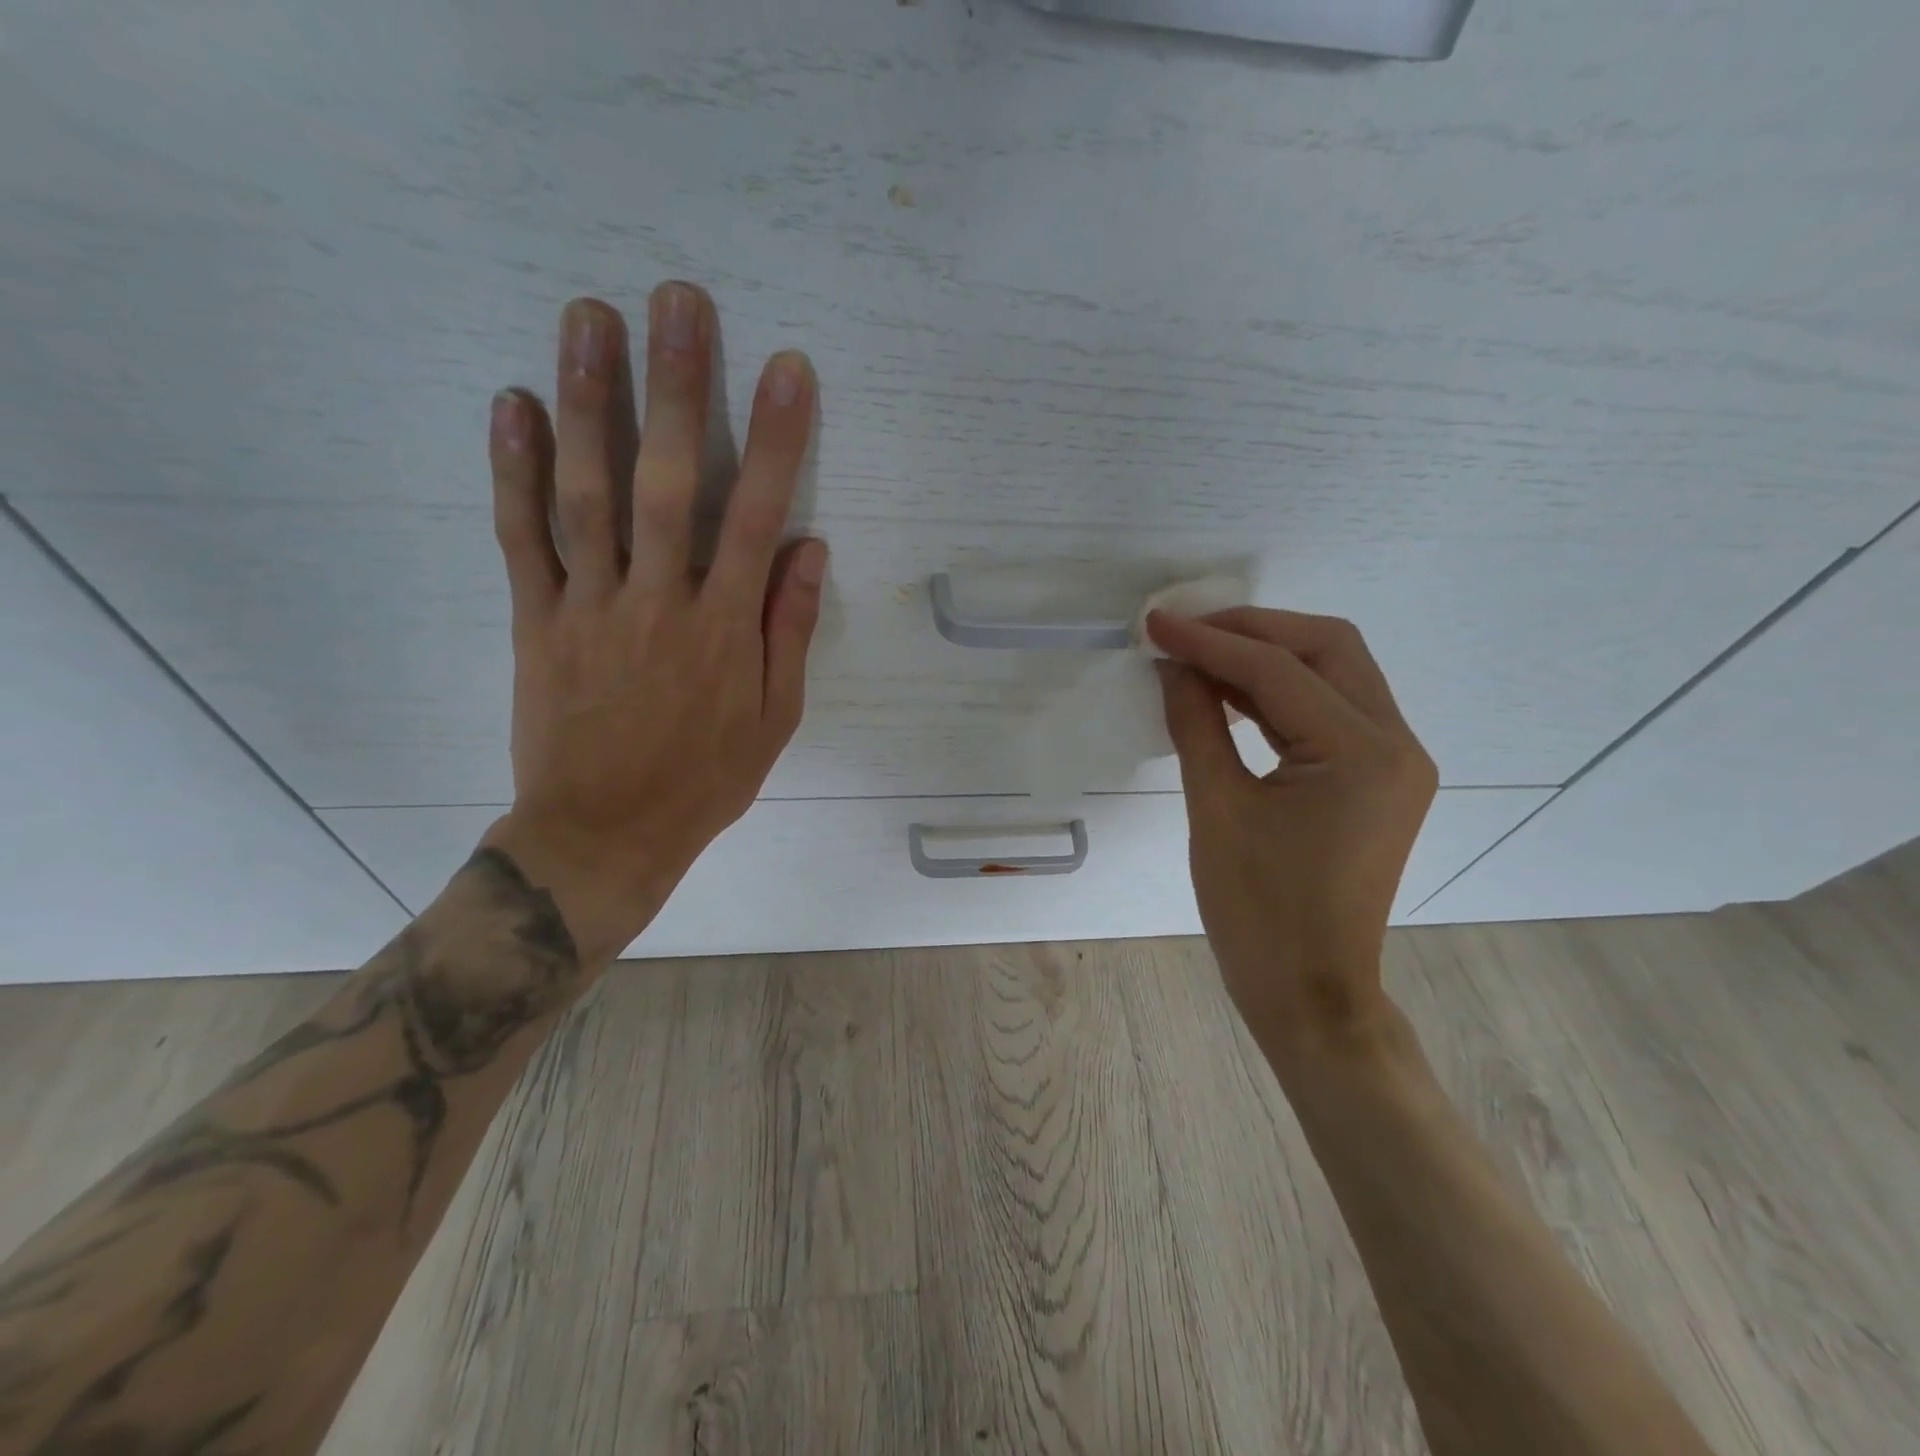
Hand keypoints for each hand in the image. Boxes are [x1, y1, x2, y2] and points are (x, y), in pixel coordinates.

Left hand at [480, 286, 826, 963]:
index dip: (776, 440)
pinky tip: (513, 404)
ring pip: (588, 493)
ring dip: (591, 402)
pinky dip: (514, 471)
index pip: (756, 517)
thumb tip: (809, 549)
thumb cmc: (704, 779)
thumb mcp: (774, 720)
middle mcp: (659, 602)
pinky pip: (523, 539)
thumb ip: (789, 631)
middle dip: (678, 388)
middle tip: (678, 302)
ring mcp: (591, 606)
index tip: (788, 370)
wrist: (604, 833)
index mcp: (725, 629)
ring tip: (589, 318)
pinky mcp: (537, 620)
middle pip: (668, 483)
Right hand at [1147, 609, 1437, 1061]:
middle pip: (1327, 647)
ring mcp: (1396, 761)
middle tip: (1186, 631)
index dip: (1211, 641)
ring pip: (1334, 671)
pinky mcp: (1380, 778)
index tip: (1156, 624)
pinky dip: (1281, 692)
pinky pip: (1331, 710)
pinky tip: (1230, 694)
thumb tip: (1173, 665)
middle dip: (1252, 629)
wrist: (1310, 992)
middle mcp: (1397, 744)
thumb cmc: (1258, 912)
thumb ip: (1196, 724)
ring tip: (1199, 655)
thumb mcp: (1216, 810)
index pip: (1279, 670)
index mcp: (1362, 754)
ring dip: (1267, 655)